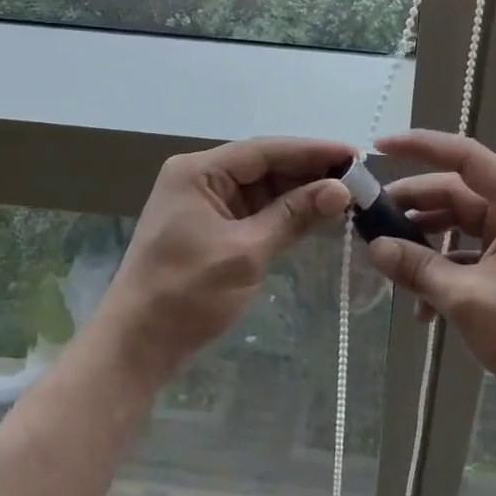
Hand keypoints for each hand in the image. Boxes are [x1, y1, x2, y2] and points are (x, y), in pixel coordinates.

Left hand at [100, 137, 353, 381]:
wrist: (137, 345)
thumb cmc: (186, 293)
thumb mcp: (245, 252)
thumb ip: (293, 216)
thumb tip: (341, 189)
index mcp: (199, 172)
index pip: (265, 150)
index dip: (312, 151)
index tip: (354, 155)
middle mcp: (201, 179)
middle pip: (265, 166)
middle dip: (310, 172)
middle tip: (358, 178)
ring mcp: (206, 204)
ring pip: (264, 188)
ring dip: (301, 192)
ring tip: (347, 195)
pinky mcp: (212, 229)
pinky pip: (256, 211)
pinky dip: (286, 213)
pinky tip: (318, 214)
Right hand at [366, 130, 495, 409]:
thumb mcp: (466, 298)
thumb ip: (417, 268)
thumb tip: (374, 247)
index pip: (465, 157)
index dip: (421, 147)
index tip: (380, 147)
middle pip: (454, 194)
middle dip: (412, 208)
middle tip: (369, 220)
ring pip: (456, 227)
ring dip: (423, 246)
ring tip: (387, 265)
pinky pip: (466, 256)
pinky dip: (442, 273)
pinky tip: (420, 308)